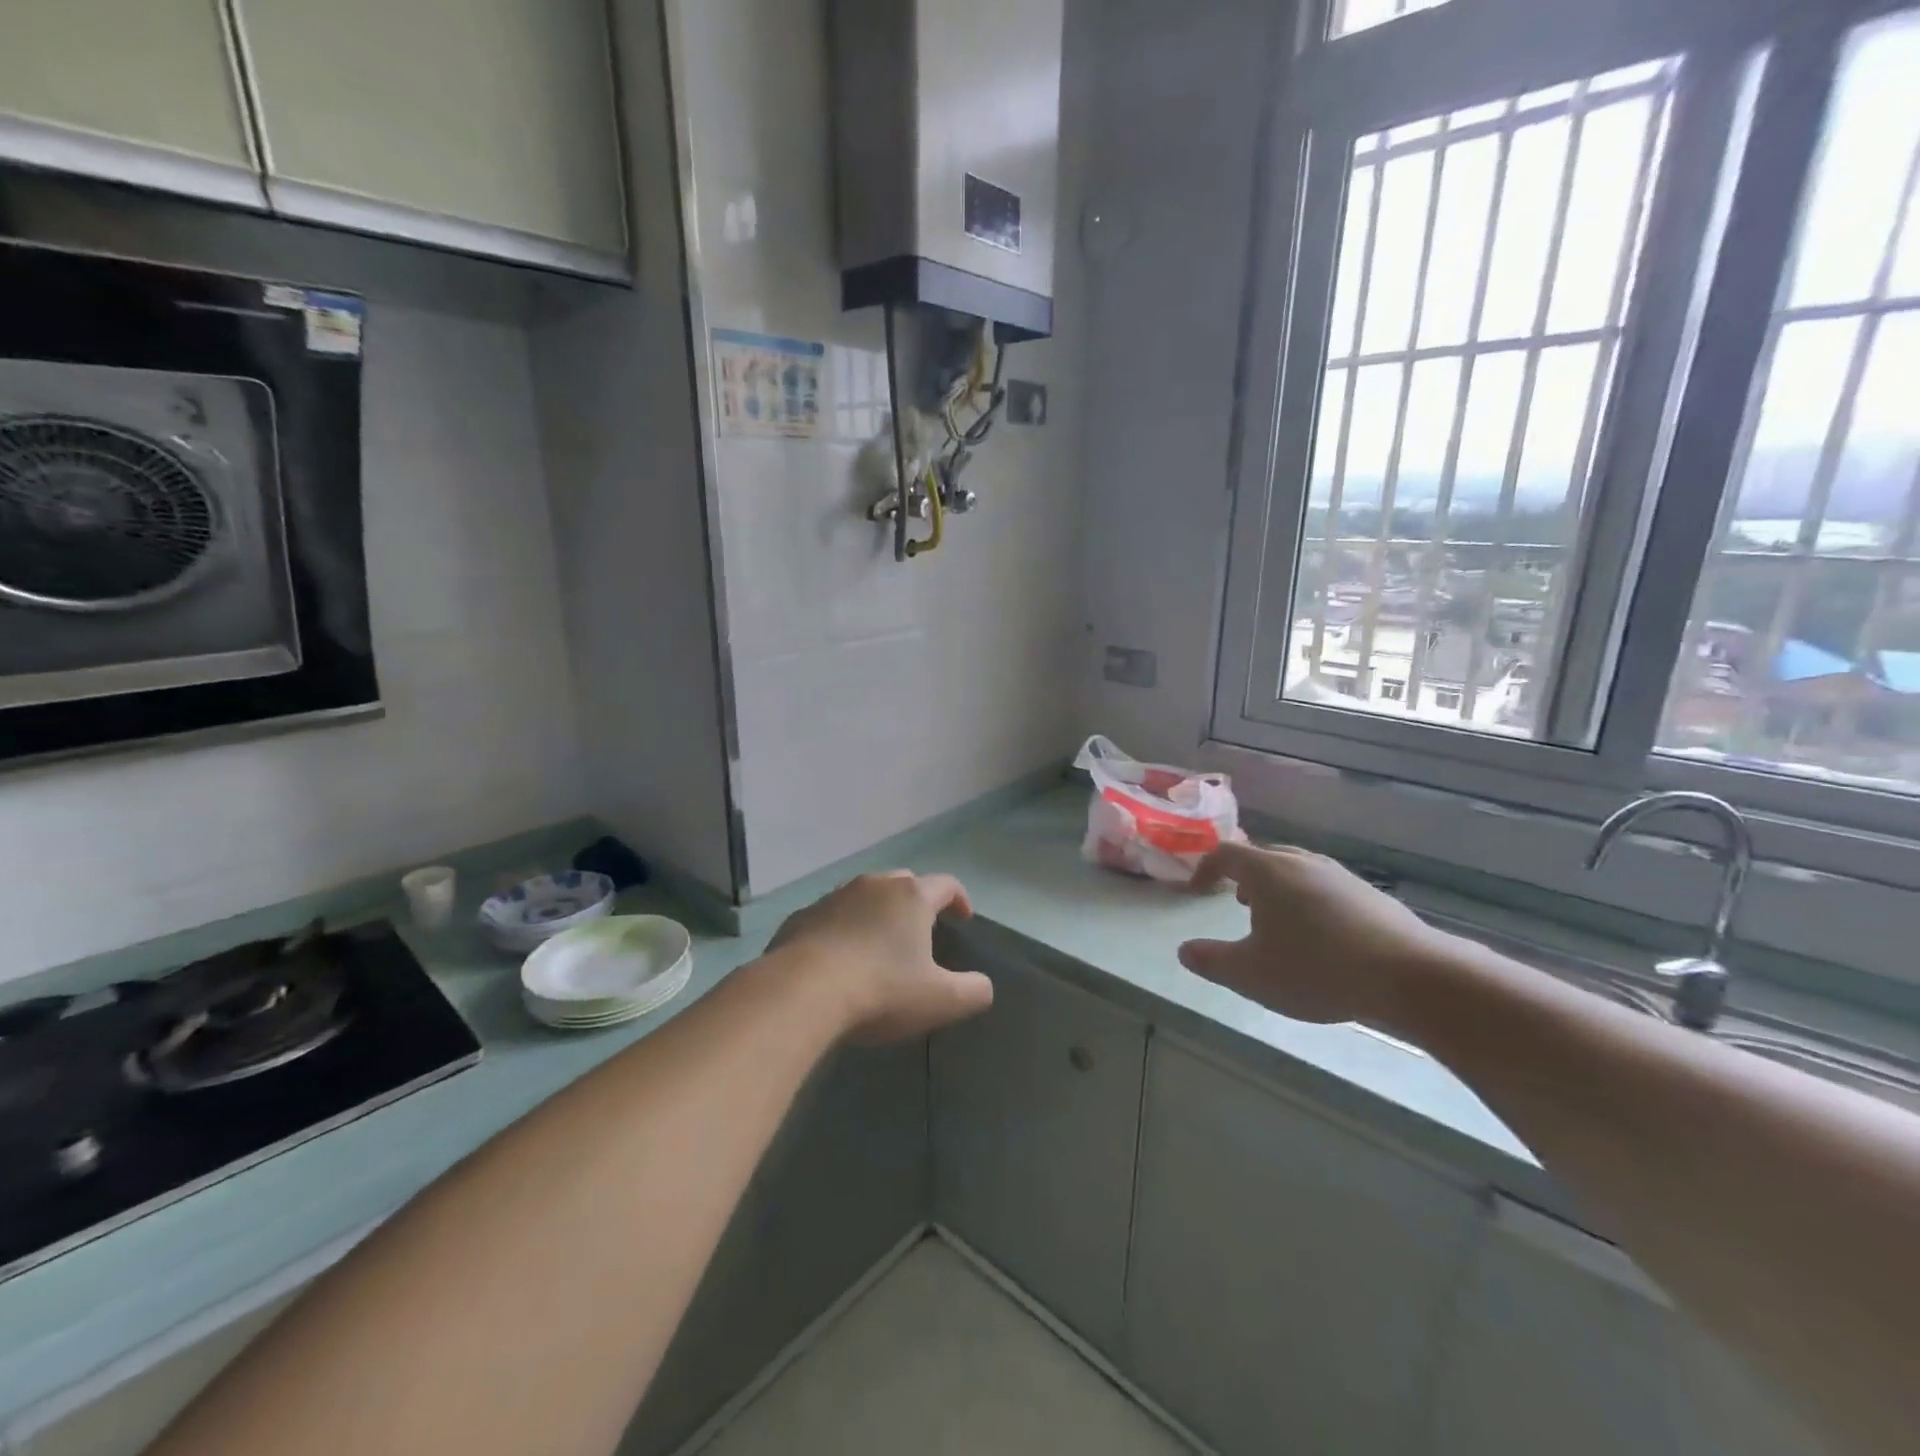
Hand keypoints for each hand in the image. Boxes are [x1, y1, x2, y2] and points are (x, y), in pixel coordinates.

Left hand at [769, 871, 992, 1043]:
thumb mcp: (940, 1000)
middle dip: (917, 901)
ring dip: (877, 913)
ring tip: (879, 943)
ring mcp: (834, 897)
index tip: (963, 918)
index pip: (946, 884)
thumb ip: (973, 991)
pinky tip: (839, 958)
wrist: (800, 991)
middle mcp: (874, 885)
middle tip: (922, 931)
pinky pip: (832, 916)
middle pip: (904, 882)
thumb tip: (984, 986)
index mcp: (912, 897)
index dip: (959, 899)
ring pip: (865, 895)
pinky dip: (843, 929)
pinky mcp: (802, 916)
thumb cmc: (880, 990)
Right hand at [1177, 843, 1451, 1025]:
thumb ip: (1211, 961)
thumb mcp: (1251, 974)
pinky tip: (1320, 937)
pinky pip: (1325, 887)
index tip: (1197, 890)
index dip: (1206, 868)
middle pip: (1263, 856)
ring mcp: (1340, 875)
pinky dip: (1309, 901)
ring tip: (1277, 921)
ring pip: (1297, 870)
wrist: (1409, 975)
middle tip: (1236, 902)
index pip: (1225, 854)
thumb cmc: (1317, 969)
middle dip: (1244, 876)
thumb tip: (1184, 950)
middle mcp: (1302, 862)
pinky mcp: (1369, 894)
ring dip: (1278, 889)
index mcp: (1268, 872)